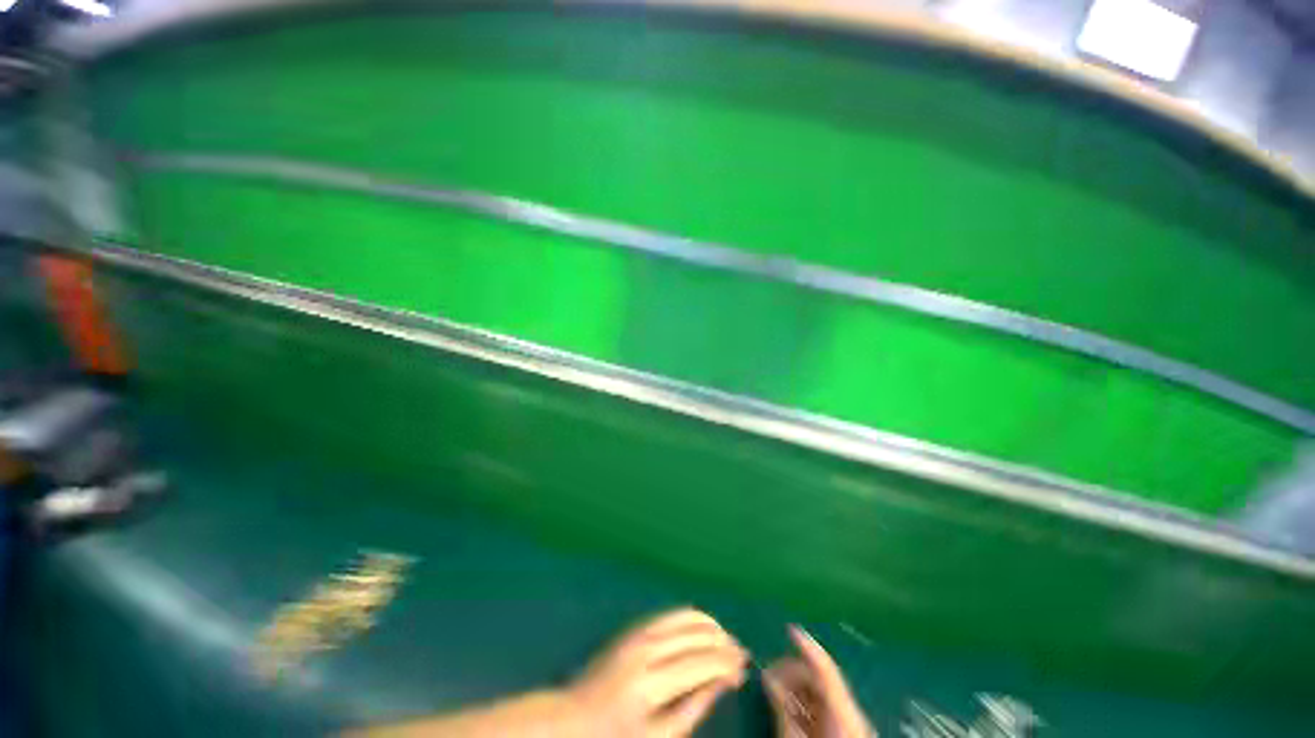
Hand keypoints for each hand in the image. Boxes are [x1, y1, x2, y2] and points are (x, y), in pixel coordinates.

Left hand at [565, 608, 748, 736]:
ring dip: (711, 626)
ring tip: (726, 641)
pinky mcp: (635, 627)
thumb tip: (721, 680)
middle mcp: (647, 648)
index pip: (700, 663)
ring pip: (686, 617)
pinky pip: (671, 614)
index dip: (726, 663)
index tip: (744, 669)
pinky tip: (704, 629)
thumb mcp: (658, 737)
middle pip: (695, 636)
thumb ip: (692, 708)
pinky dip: (693, 618)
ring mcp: (640, 632)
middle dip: (723, 643)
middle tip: (741, 655)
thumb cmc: (616, 737)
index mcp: (651, 682)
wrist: (574, 716)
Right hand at [763, 626, 874, 737]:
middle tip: (767, 676)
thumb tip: (768, 676)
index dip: (807, 646)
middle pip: (818, 679)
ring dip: (795, 688)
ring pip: (819, 693)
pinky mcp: (845, 729)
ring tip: (773, 693)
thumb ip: (783, 707)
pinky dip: (803, 704)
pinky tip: (788, 708)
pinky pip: (822, 708)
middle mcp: (848, 711)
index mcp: (841, 710)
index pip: (824, 668)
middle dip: (791, 672)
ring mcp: (848, 721)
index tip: (789, 629)